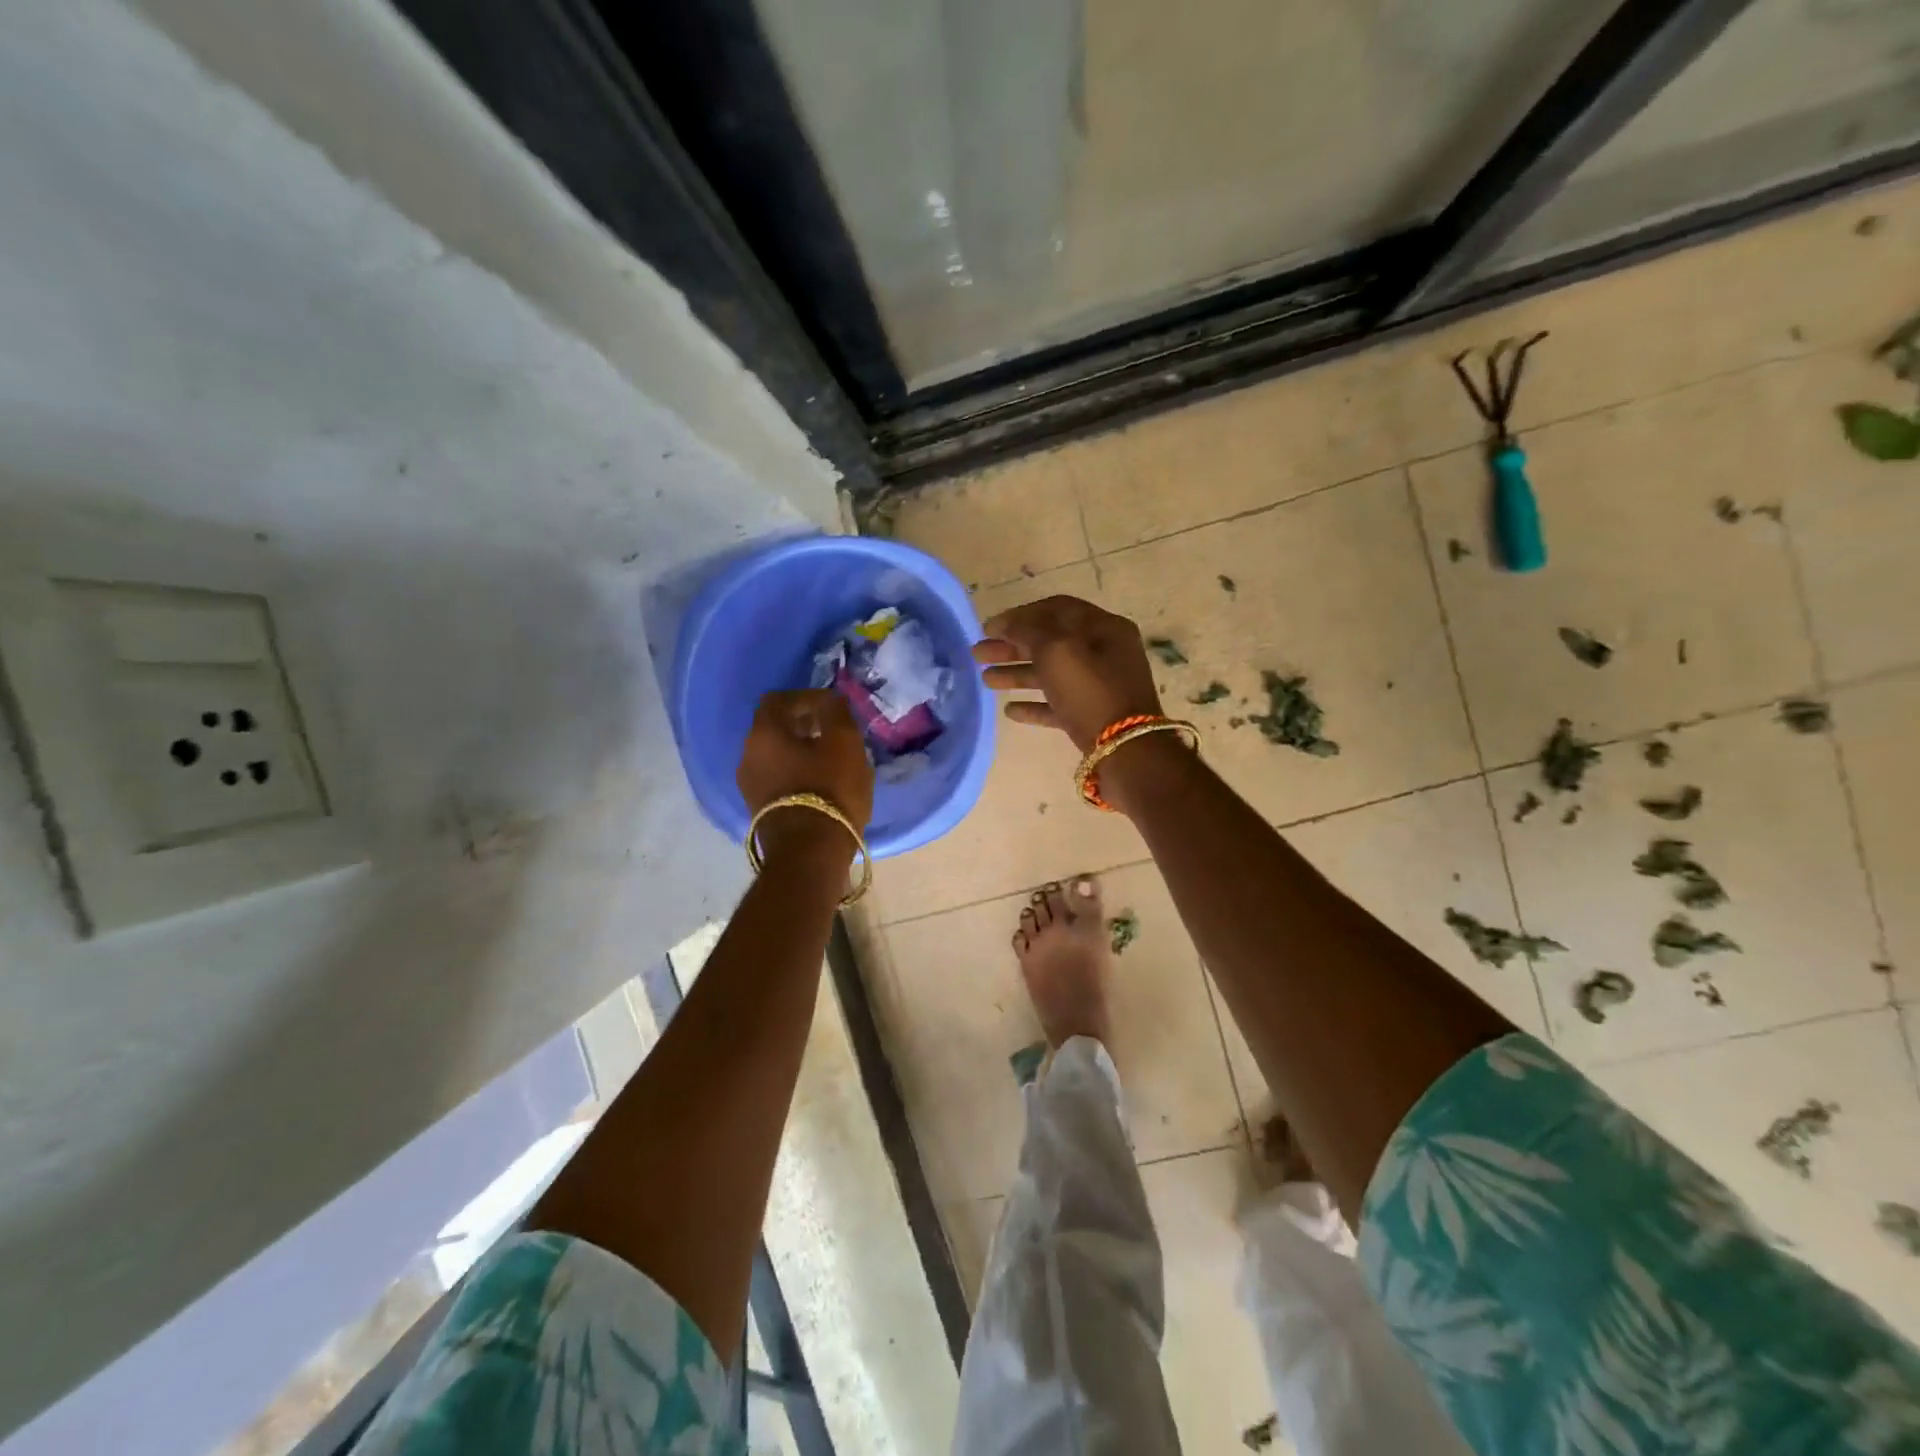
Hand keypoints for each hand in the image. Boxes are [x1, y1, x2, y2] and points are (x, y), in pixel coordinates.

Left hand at [737, 690, 873, 859]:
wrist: (809, 853)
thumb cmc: (829, 789)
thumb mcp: (845, 743)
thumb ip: (836, 713)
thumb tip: (830, 700)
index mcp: (763, 733)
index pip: (778, 700)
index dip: (806, 698)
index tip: (832, 707)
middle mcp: (747, 755)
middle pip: (774, 728)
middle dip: (804, 724)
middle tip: (834, 731)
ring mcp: (749, 785)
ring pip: (775, 755)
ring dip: (801, 751)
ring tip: (831, 758)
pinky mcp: (759, 809)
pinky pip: (777, 778)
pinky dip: (796, 773)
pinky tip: (821, 782)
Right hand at [971, 595, 1162, 752]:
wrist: (1127, 751)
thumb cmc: (1091, 692)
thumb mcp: (1057, 650)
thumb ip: (1028, 631)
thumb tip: (1008, 624)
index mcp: (1103, 627)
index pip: (1055, 609)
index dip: (1019, 615)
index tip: (988, 627)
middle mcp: (1104, 652)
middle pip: (1050, 642)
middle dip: (1012, 646)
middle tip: (977, 653)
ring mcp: (1099, 686)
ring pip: (1051, 673)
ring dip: (1017, 673)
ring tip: (985, 680)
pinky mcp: (1093, 716)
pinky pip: (1058, 704)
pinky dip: (1034, 704)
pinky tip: (1010, 711)